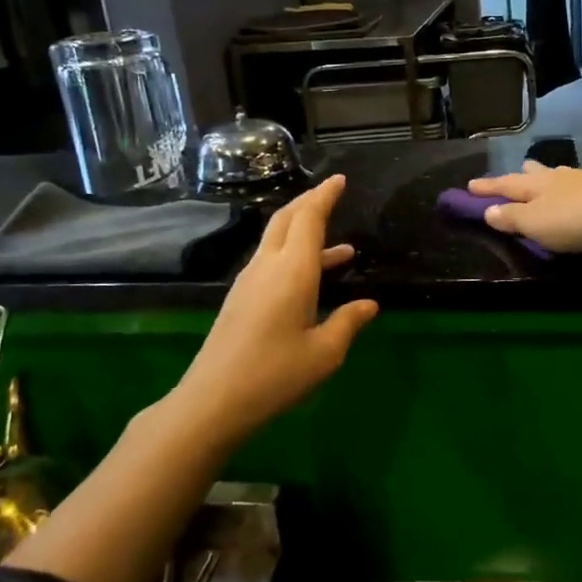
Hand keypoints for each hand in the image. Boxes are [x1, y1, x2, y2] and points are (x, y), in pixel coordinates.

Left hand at [172, 173, 378, 440]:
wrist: (213, 400)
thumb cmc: (275, 375)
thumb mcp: (324, 353)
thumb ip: (348, 322)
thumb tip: (369, 305)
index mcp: (292, 271)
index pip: (308, 218)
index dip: (324, 196)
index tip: (339, 180)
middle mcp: (268, 266)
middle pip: (286, 219)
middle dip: (309, 203)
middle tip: (332, 195)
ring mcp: (249, 281)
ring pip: (276, 240)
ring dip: (304, 232)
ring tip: (342, 250)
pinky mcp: (240, 298)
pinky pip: (270, 260)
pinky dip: (294, 254)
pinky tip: (312, 278)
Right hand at [467, 161, 581, 257]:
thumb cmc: (573, 222)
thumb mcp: (534, 224)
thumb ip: (511, 217)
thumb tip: (488, 210)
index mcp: (536, 184)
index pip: (505, 184)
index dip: (487, 187)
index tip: (469, 185)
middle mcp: (558, 178)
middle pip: (535, 174)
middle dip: (521, 175)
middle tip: (514, 173)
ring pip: (559, 177)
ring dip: (547, 179)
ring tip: (544, 180)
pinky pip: (579, 188)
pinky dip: (569, 190)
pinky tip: (575, 194)